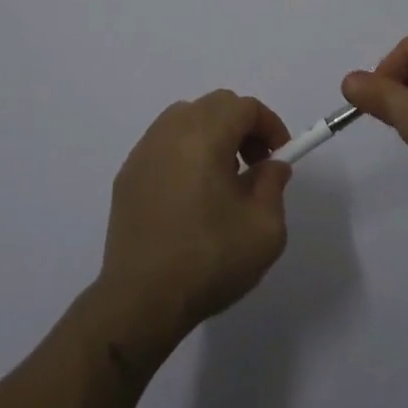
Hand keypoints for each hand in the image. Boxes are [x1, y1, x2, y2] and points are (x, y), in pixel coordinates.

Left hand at [98, 90, 292, 349]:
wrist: (140, 301)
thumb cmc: (208, 260)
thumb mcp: (264, 229)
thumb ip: (273, 185)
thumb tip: (271, 166)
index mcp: (204, 136)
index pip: (243, 107)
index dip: (269, 125)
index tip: (280, 155)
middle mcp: (170, 132)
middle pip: (214, 106)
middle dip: (242, 126)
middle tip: (255, 164)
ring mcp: (143, 151)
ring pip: (186, 119)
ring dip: (212, 135)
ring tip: (223, 179)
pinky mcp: (127, 175)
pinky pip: (164, 144)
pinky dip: (185, 152)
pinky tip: (191, 195)